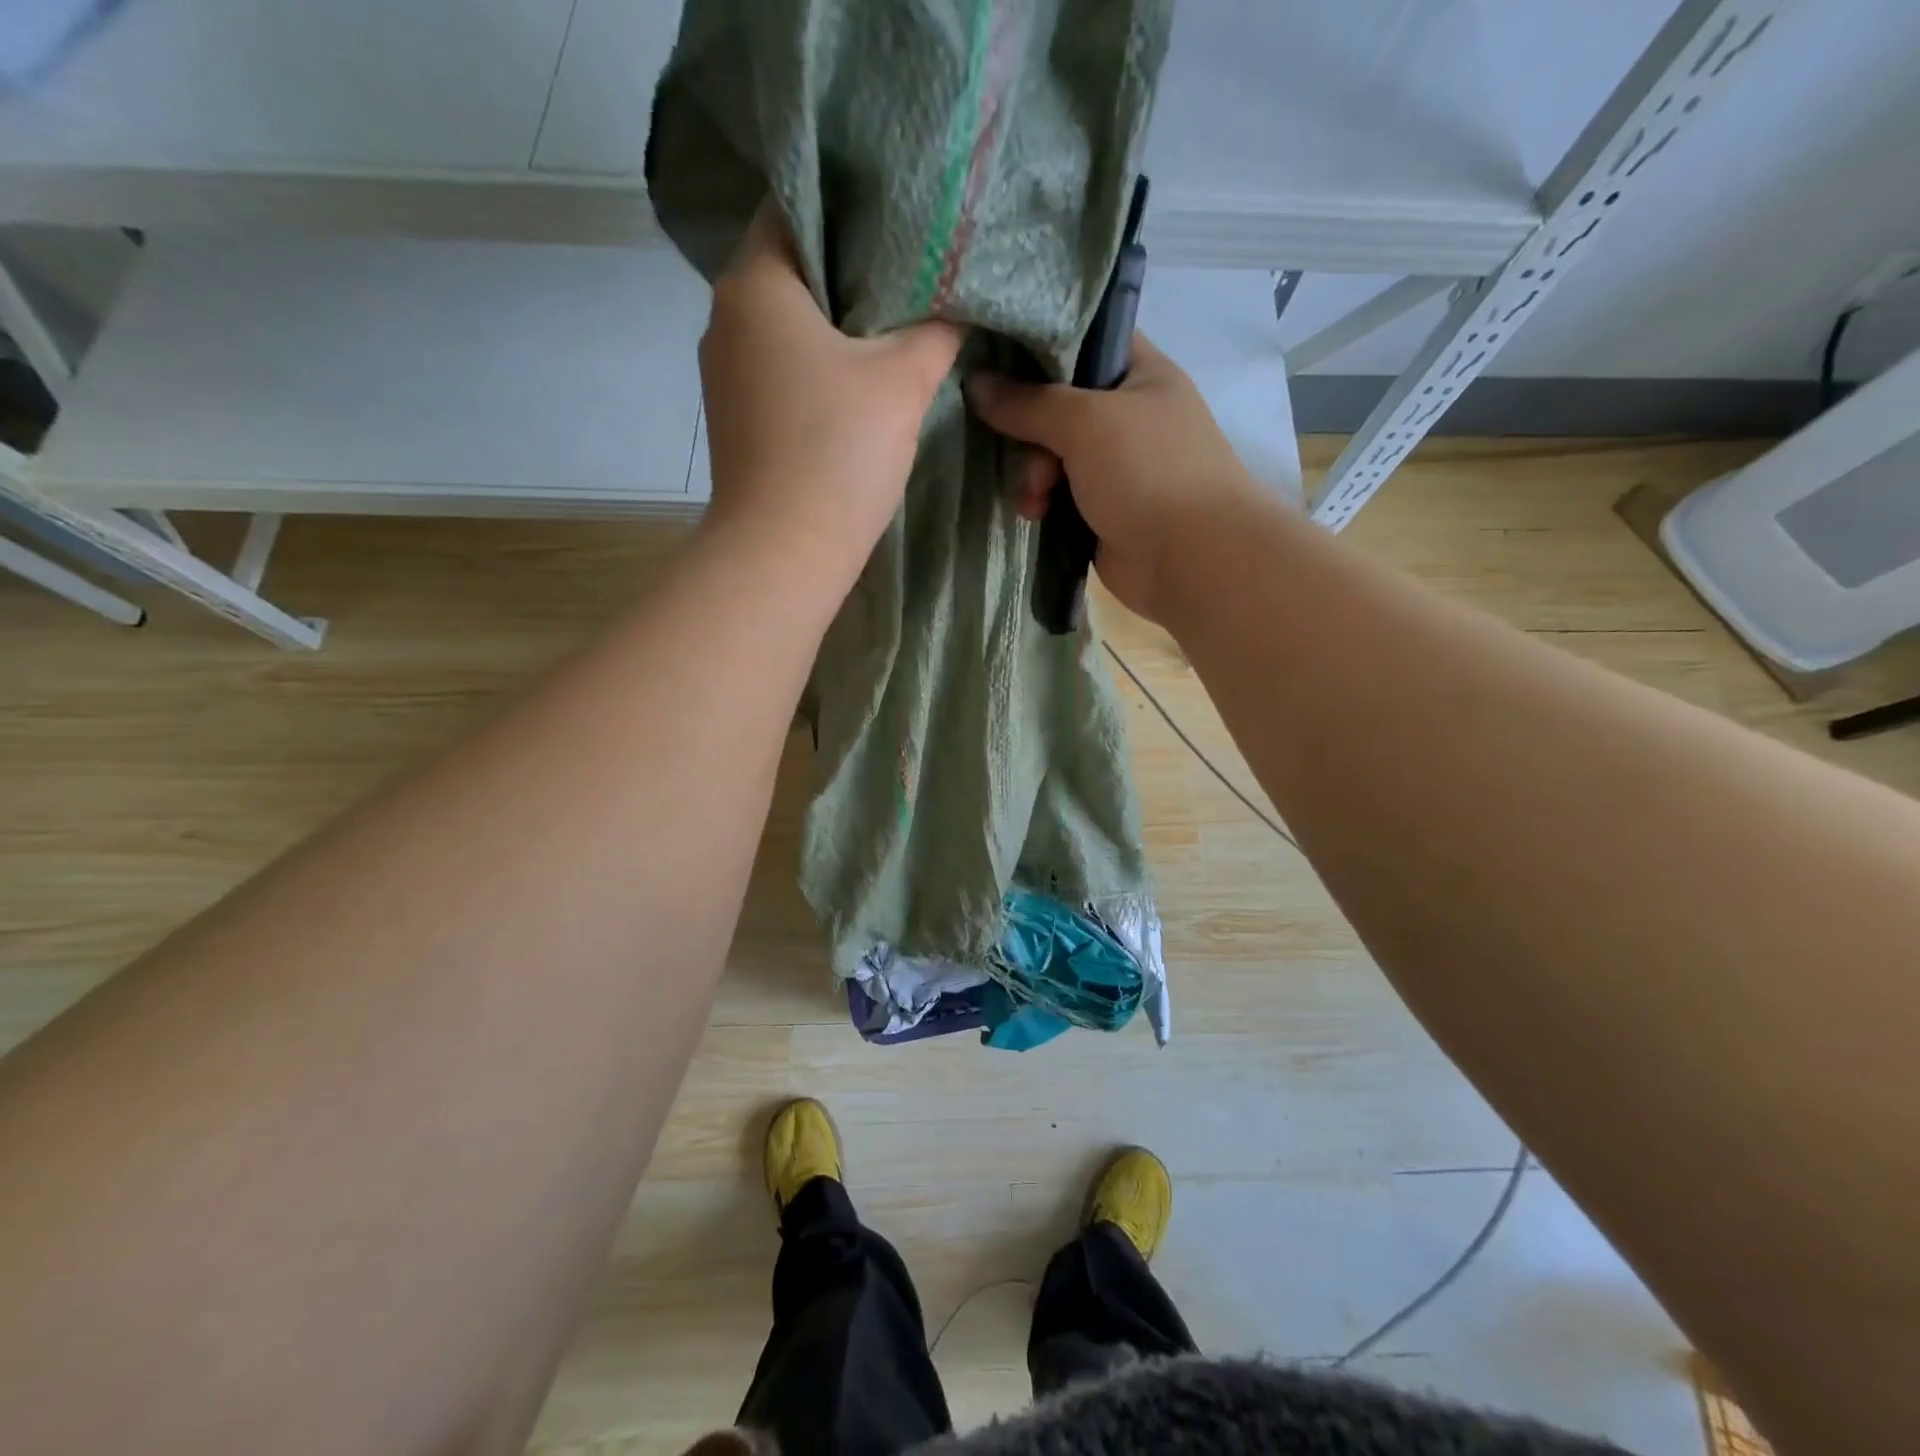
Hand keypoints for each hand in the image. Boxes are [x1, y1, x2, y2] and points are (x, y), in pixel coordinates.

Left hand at [697, 205, 962, 578]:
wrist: (785, 553)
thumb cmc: (839, 453)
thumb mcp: (903, 381)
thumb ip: (936, 328)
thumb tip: (957, 302)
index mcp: (755, 283)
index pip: (797, 205)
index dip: (854, 205)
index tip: (905, 219)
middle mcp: (727, 316)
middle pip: (794, 266)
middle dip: (854, 267)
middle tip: (917, 271)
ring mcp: (727, 371)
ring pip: (789, 322)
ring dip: (838, 322)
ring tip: (898, 324)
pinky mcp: (739, 415)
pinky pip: (782, 366)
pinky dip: (819, 362)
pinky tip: (862, 378)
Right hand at [966, 334, 1257, 622]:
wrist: (1190, 559)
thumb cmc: (1147, 472)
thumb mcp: (1085, 422)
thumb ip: (1028, 403)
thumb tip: (976, 384)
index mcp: (1140, 374)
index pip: (1083, 339)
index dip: (1038, 345)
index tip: (992, 357)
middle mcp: (1128, 415)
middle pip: (1056, 406)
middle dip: (1030, 433)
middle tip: (1022, 456)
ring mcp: (1116, 467)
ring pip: (1052, 456)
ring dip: (1033, 477)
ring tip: (1034, 502)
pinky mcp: (1102, 511)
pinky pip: (1058, 497)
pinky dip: (1043, 504)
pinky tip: (1036, 517)